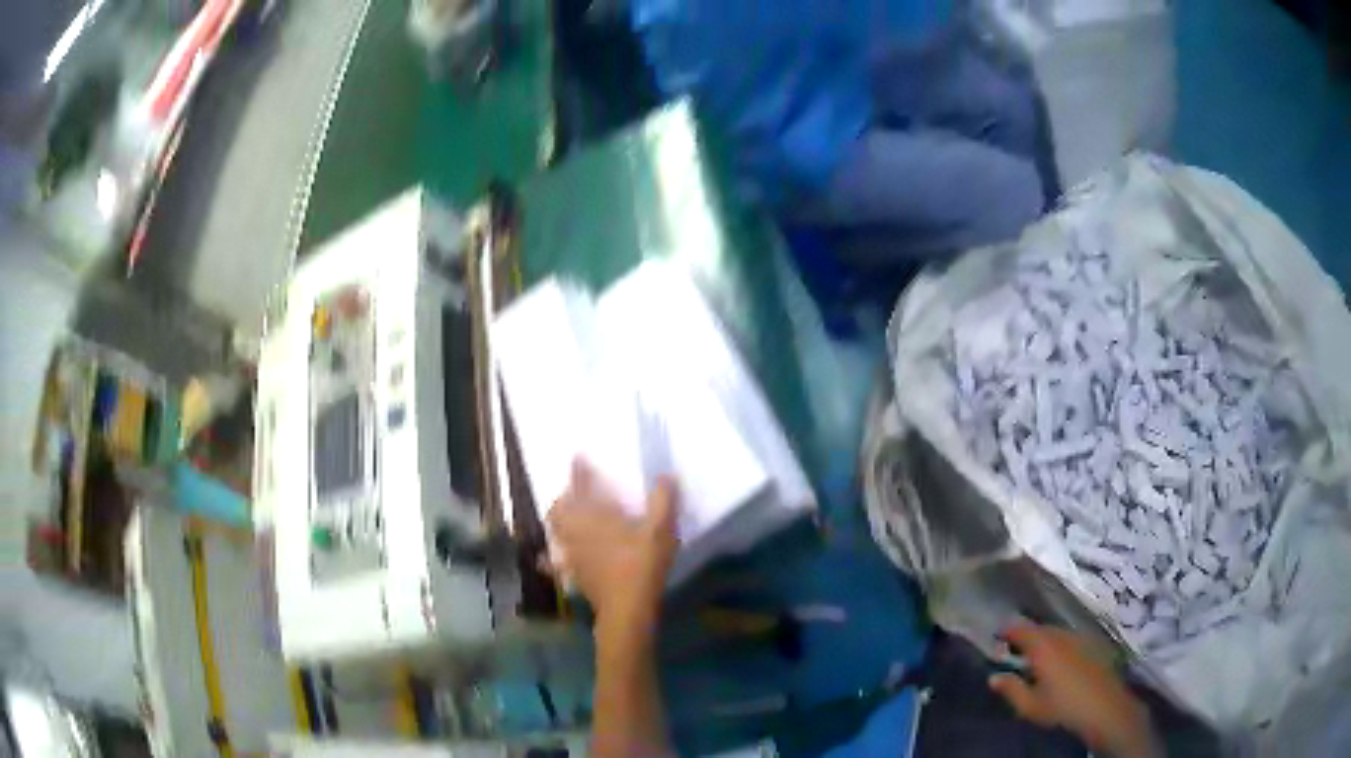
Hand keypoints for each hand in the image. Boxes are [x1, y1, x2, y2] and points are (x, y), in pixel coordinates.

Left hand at [548, 460, 678, 635]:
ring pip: (555, 533)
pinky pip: (555, 562)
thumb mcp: (661, 531)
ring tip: (565, 519)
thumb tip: (666, 476)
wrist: (626, 609)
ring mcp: (571, 555)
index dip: (579, 472)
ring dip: (558, 522)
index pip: (582, 487)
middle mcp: (576, 531)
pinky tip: (549, 560)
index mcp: (594, 516)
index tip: (577, 458)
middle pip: (559, 509)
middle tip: (574, 492)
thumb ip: (664, 501)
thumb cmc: (642, 565)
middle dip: (565, 498)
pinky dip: (551, 557)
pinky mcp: (573, 575)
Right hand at [989, 625, 1160, 757]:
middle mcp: (1061, 634)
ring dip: (1042, 641)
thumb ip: (1011, 689)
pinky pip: (1069, 638)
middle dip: (1024, 637)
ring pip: (1055, 633)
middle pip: (1038, 628)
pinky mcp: (1092, 644)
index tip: (995, 639)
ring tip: (1034, 659)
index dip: (1005, 631)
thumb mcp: (1029, 705)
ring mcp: (1079, 637)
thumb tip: (993, 677)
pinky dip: (1058, 645)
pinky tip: (1058, 663)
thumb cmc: (1062, 707)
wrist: (1104, 706)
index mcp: (1042, 646)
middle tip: (1013, 652)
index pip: (1019, 628)